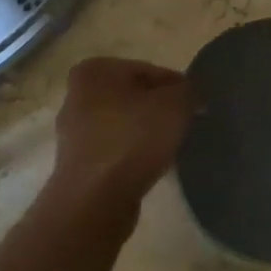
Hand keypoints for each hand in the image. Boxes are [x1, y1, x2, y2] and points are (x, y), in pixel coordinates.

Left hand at [52, 57, 193, 204]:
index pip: (150, 70)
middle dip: (160, 110)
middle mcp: (77, 94)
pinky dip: (133, 154)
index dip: (178, 88)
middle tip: (186, 127)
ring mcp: (73, 130)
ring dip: (147, 134)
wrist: (95, 200)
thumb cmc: (133, 140)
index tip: (197, 108)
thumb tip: (190, 95)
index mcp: (95, 70)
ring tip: (171, 149)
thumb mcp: (174, 105)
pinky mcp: (78, 162)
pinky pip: (115, 150)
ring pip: (125, 124)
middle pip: (135, 97)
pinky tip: (151, 166)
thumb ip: (187, 91)